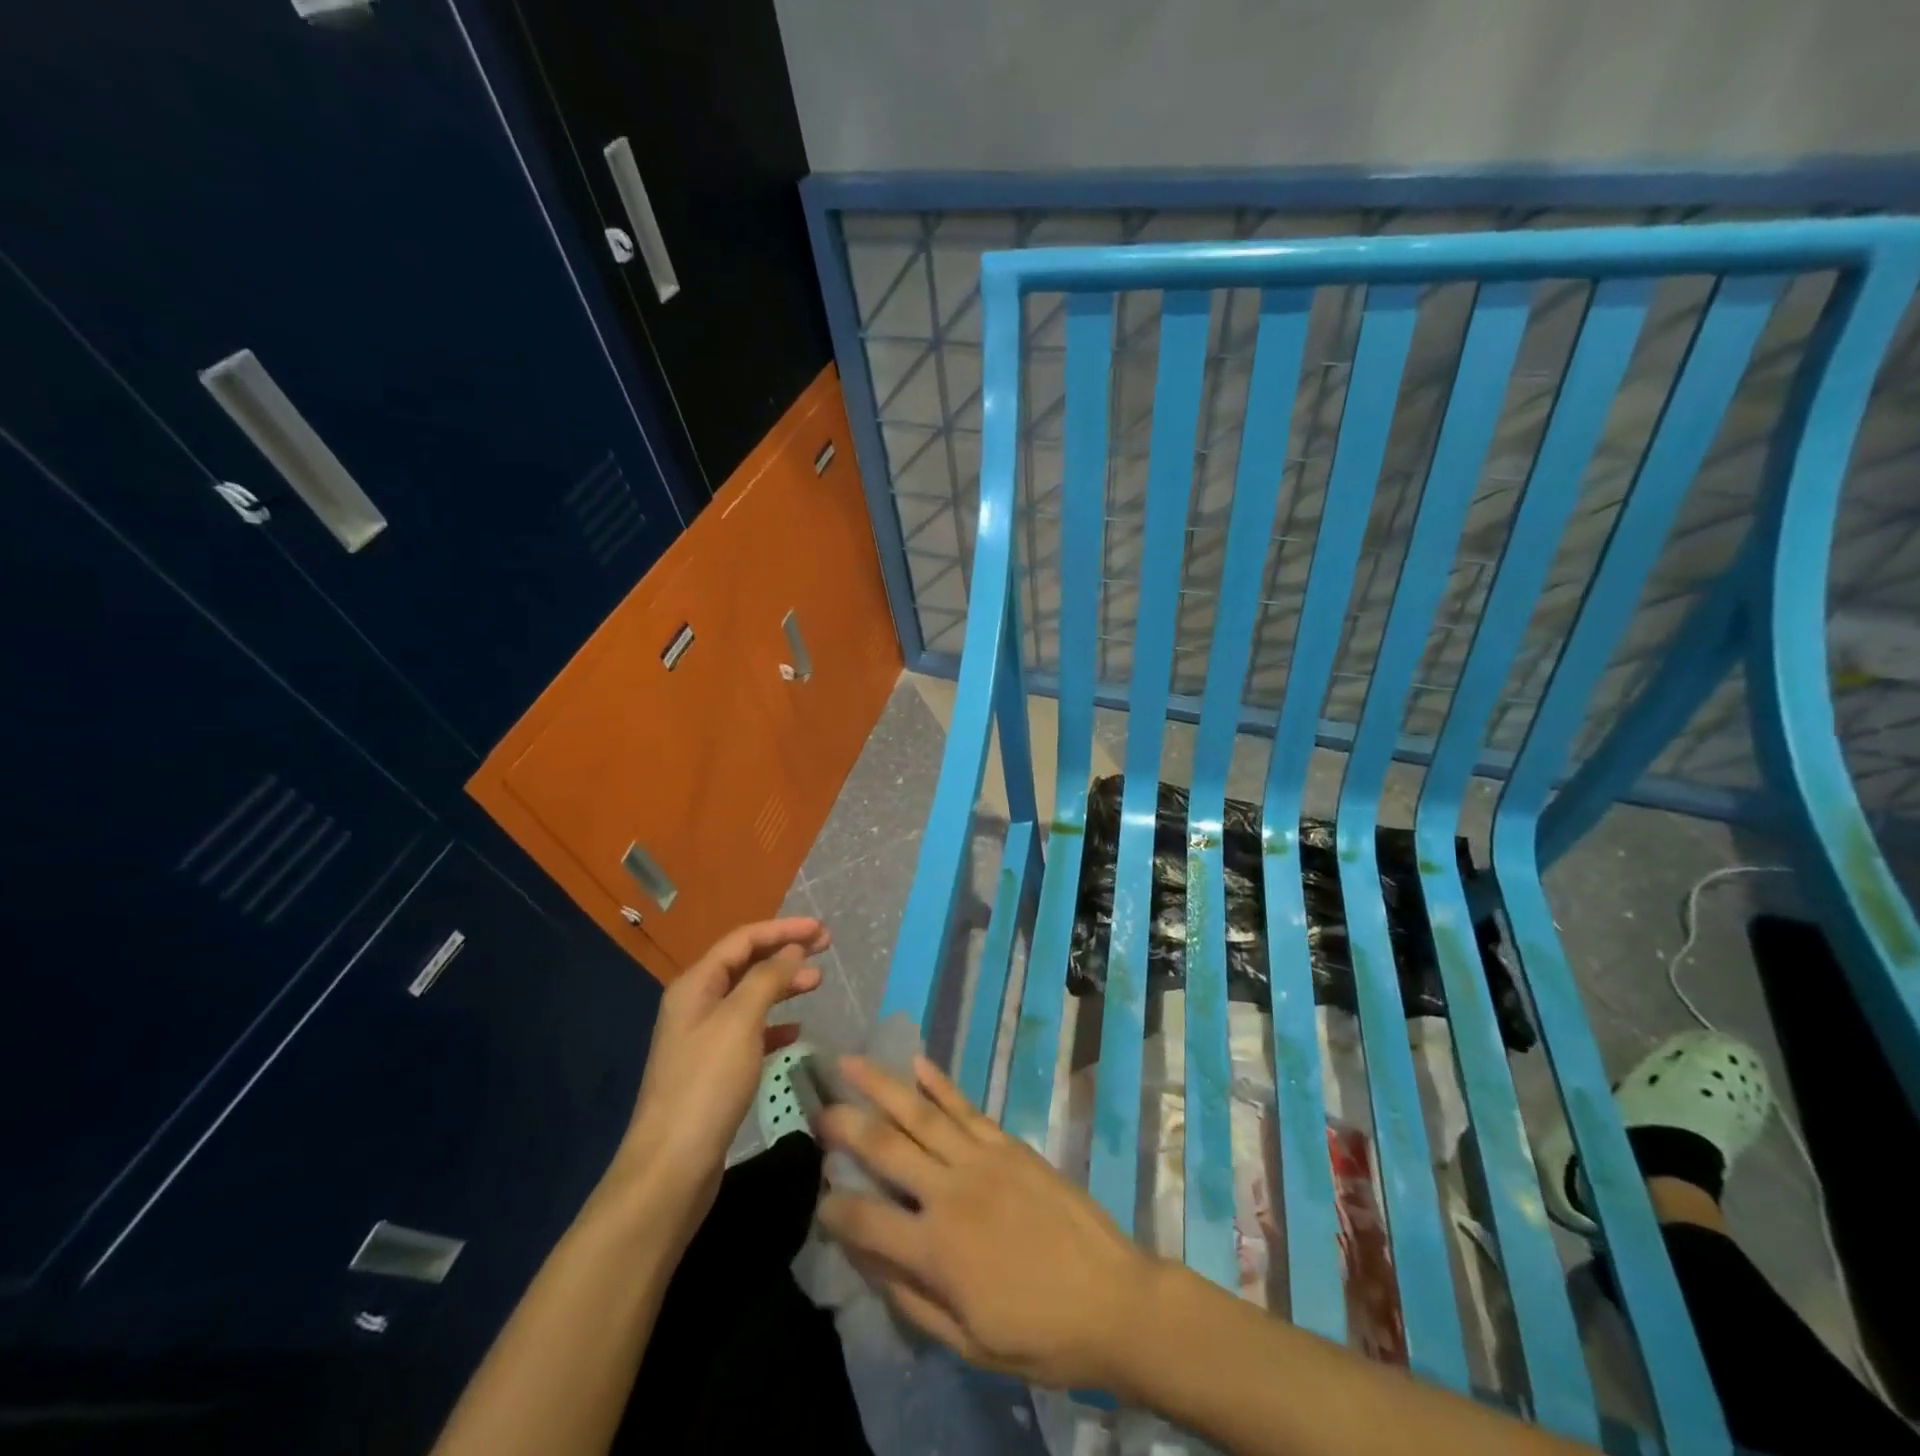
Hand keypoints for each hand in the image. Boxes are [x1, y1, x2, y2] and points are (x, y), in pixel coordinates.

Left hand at [612, 917, 830, 1230]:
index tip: (822, 930)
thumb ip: (768, 979)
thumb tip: (793, 950)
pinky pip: (749, 1031)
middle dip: (785, 952)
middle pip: (746, 964)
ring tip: (818, 983)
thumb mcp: (740, 1021)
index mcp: (695, 985)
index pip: (743, 940)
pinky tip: (795, 1031)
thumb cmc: (706, 1085)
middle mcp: (696, 1005)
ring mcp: (703, 1038)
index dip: (783, 929)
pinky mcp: (713, 1070)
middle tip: (826, 949)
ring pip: (750, 997)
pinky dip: (774, 1024)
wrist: (671, 1168)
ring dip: (783, 985)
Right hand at [817, 1055, 1156, 1391]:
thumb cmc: (1039, 1335)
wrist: (1113, 1300)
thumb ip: (911, 1299)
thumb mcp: (968, 1342)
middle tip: (816, 1105)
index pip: (864, 1220)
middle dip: (845, 1124)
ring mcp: (981, 1158)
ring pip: (920, 1112)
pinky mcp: (1008, 1143)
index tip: (814, 1195)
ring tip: (851, 1062)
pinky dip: (940, 1083)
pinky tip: (918, 1063)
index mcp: (936, 1250)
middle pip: (885, 1147)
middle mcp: (950, 1192)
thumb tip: (866, 1260)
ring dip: (882, 1085)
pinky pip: (966, 1106)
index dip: (832, 1208)